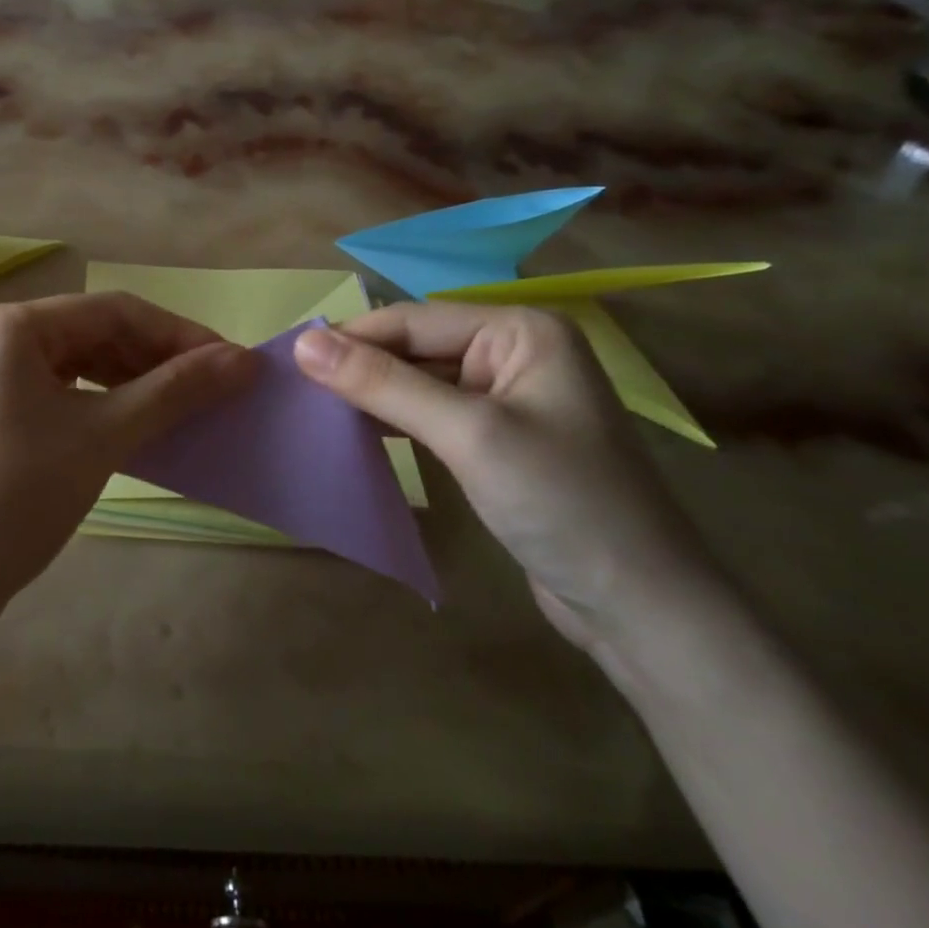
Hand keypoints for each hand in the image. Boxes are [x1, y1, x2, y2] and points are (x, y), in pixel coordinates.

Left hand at [0, 295, 256, 620]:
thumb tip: (246, 360)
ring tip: (179, 407)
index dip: (179, 334)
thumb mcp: (104, 436)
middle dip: (156, 358)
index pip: (115, 310)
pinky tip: (132, 424)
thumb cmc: (18, 496)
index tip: (231, 364)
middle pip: (95, 332)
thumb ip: (176, 390)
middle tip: (210, 389)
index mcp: (13, 325)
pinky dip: (100, 402)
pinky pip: (58, 391)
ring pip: (78, 363)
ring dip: (131, 381)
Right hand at [294, 304, 719, 649]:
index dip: (351, 337)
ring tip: (312, 408)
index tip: (288, 358)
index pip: (415, 321)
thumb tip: (304, 343)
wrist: (640, 607)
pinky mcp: (499, 441)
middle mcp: (516, 353)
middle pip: (417, 349)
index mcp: (521, 331)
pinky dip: (396, 422)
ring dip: (373, 395)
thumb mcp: (467, 434)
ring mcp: (509, 399)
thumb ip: (384, 384)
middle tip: (294, 388)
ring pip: (421, 383)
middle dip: (360, 367)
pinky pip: (434, 416)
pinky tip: (356, 433)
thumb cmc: (561, 502)